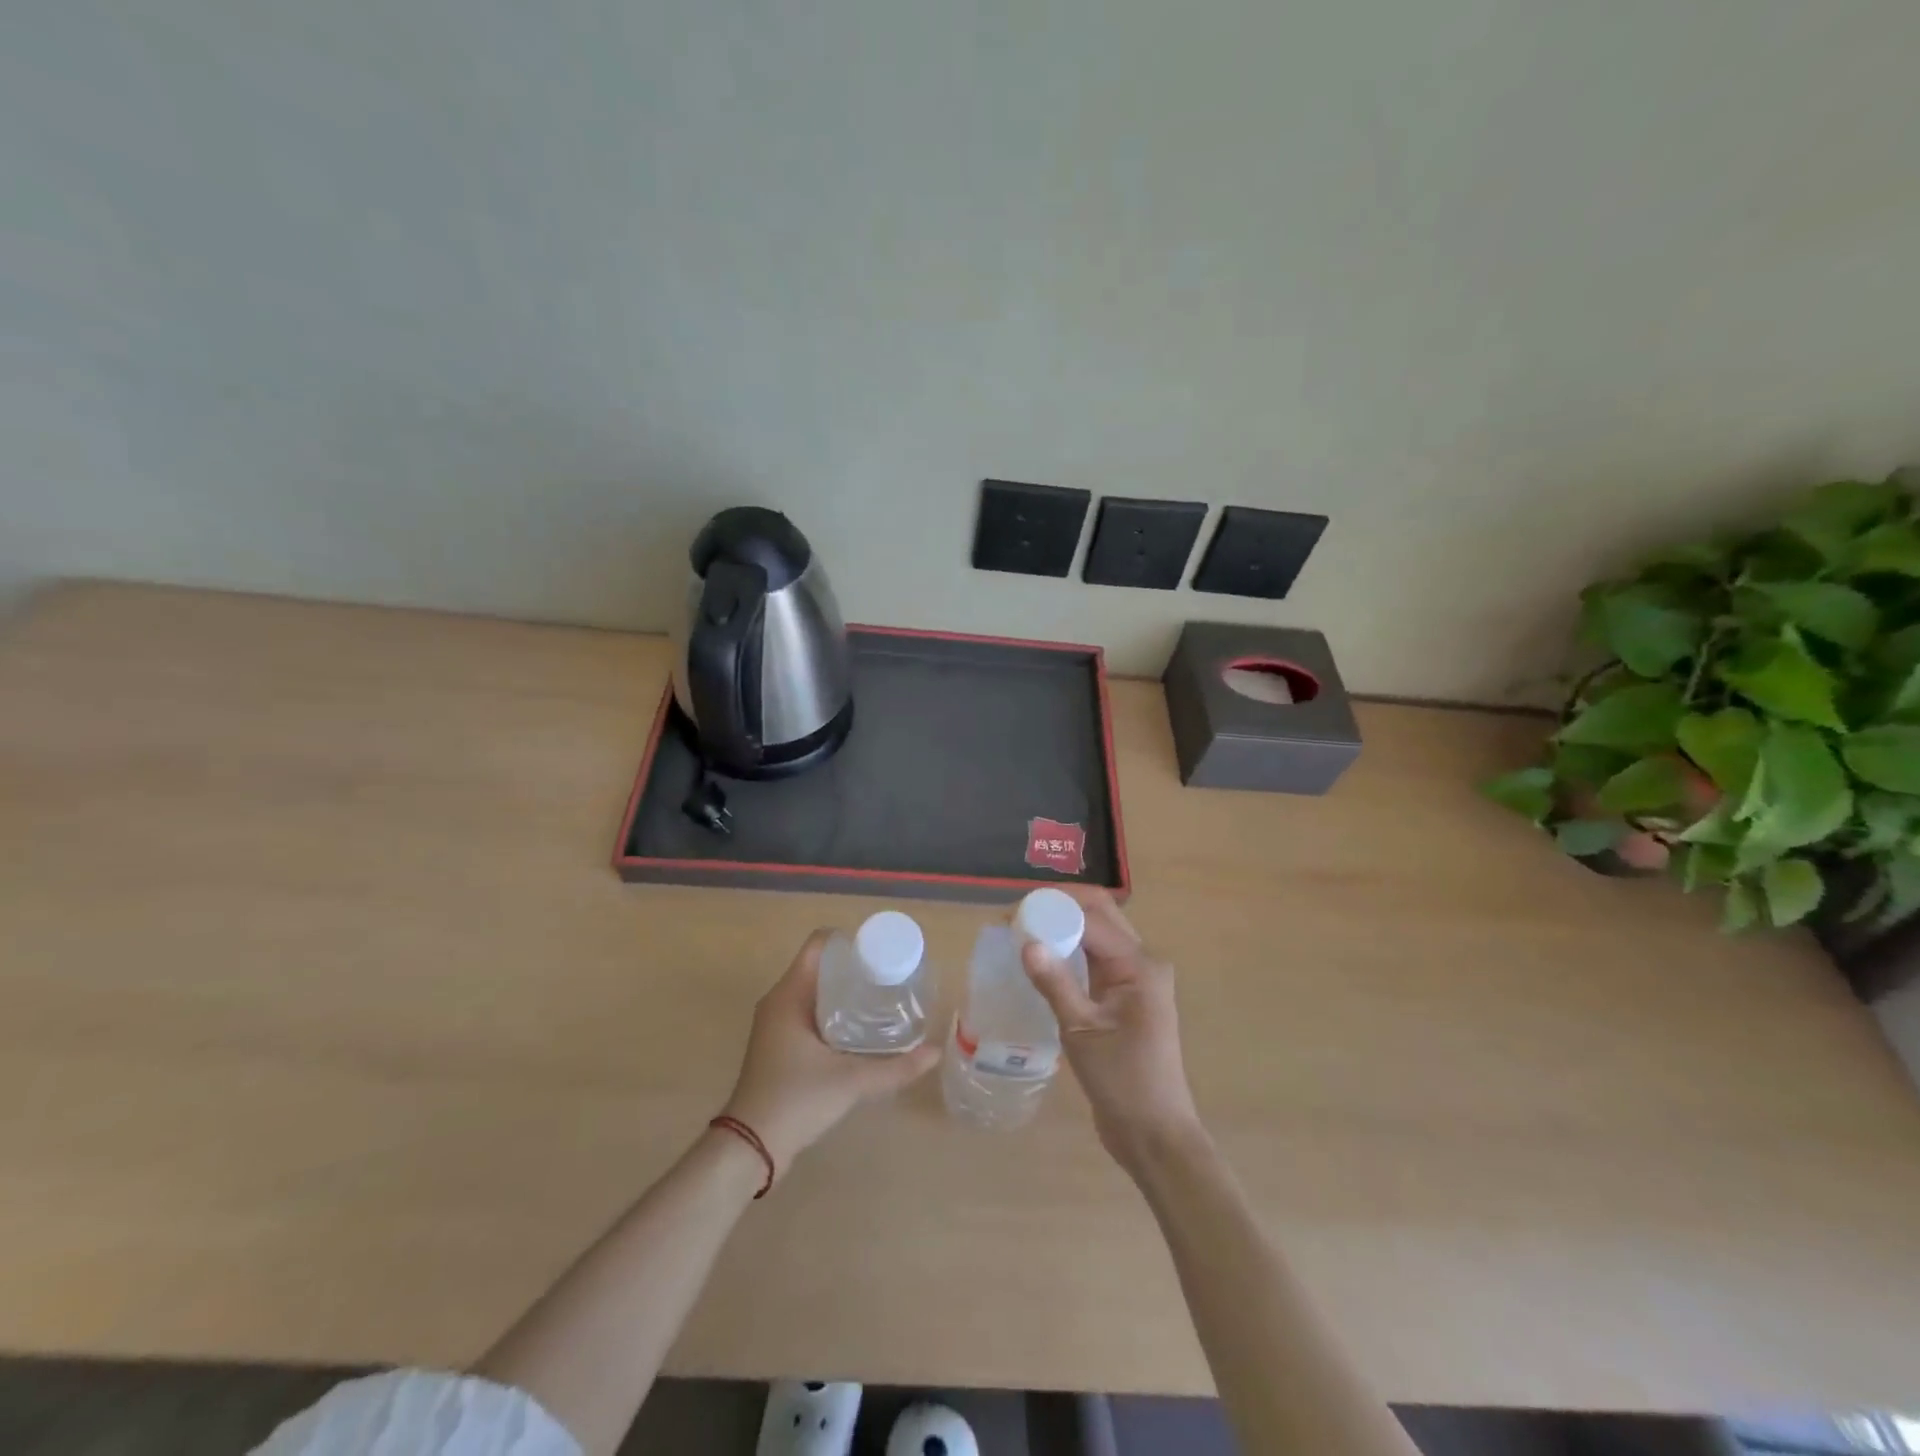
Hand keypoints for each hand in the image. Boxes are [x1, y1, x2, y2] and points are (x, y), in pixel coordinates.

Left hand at [721, 929, 939, 1181]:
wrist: (750, 1148)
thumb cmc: (795, 1100)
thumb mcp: (850, 1081)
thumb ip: (895, 1068)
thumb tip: (935, 1052)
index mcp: (788, 995)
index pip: (818, 945)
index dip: (849, 941)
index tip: (880, 952)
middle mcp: (778, 1001)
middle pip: (819, 966)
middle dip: (853, 967)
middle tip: (889, 976)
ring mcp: (775, 1024)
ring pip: (813, 991)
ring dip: (843, 991)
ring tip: (880, 998)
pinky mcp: (777, 1045)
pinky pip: (807, 1012)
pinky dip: (832, 1011)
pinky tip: (858, 1028)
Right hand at [1022, 888, 1204, 1170]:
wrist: (1154, 1133)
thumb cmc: (1122, 1081)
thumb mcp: (1081, 1031)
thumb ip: (1055, 983)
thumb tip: (1027, 943)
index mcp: (1139, 965)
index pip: (1092, 918)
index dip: (1052, 909)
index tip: (1012, 915)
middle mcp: (1142, 963)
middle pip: (1100, 915)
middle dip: (1059, 908)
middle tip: (1017, 917)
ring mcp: (1135, 979)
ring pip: (1097, 934)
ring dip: (1064, 926)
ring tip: (1024, 931)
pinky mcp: (1125, 996)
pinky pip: (1096, 958)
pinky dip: (1071, 949)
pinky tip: (1044, 957)